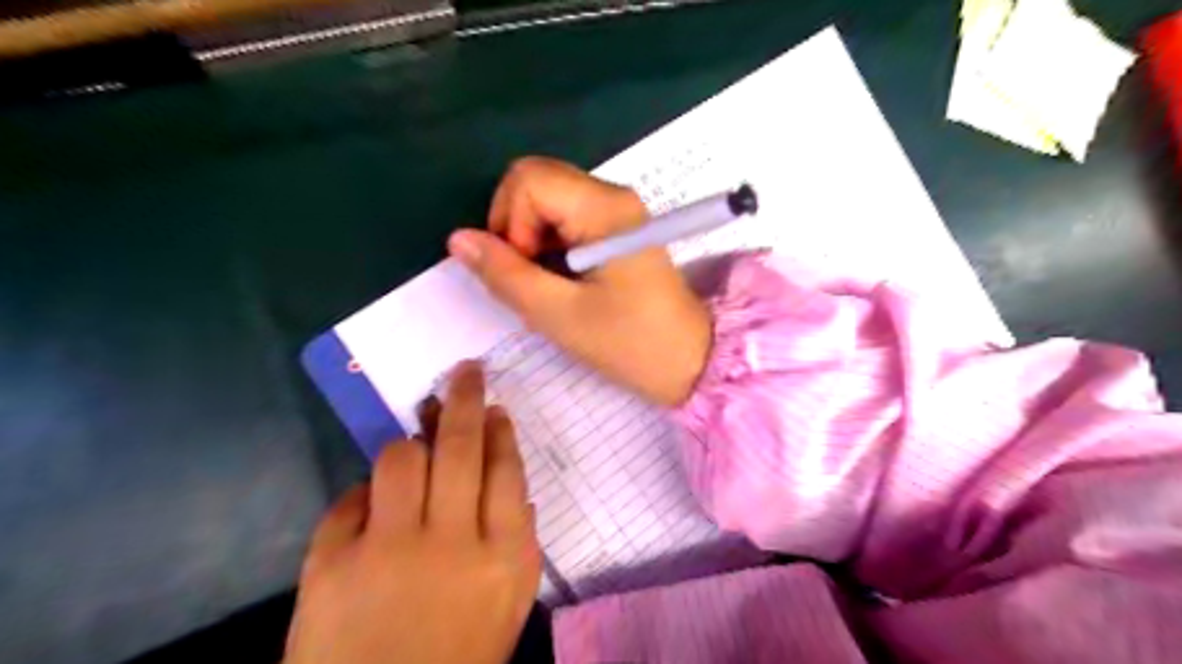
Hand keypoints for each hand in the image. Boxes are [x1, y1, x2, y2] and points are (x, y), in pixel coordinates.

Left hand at [283, 364, 540, 663]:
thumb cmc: (459, 658)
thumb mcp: (509, 605)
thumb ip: (517, 542)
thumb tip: (512, 485)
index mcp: (504, 557)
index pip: (506, 471)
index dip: (499, 431)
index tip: (494, 406)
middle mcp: (452, 543)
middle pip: (459, 448)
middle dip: (464, 399)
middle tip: (465, 371)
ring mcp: (389, 551)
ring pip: (400, 459)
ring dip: (408, 448)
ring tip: (413, 450)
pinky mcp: (331, 565)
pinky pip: (350, 500)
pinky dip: (363, 499)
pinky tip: (372, 513)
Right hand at [448, 156, 709, 404]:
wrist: (689, 361)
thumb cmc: (629, 343)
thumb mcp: (559, 315)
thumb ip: (505, 275)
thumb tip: (458, 239)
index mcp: (604, 208)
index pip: (527, 179)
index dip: (509, 222)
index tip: (526, 270)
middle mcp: (612, 196)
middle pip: (535, 182)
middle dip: (516, 228)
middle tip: (532, 278)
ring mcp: (617, 211)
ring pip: (547, 201)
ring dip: (532, 241)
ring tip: (548, 286)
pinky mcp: (617, 229)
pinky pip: (565, 219)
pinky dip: (549, 246)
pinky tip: (562, 281)